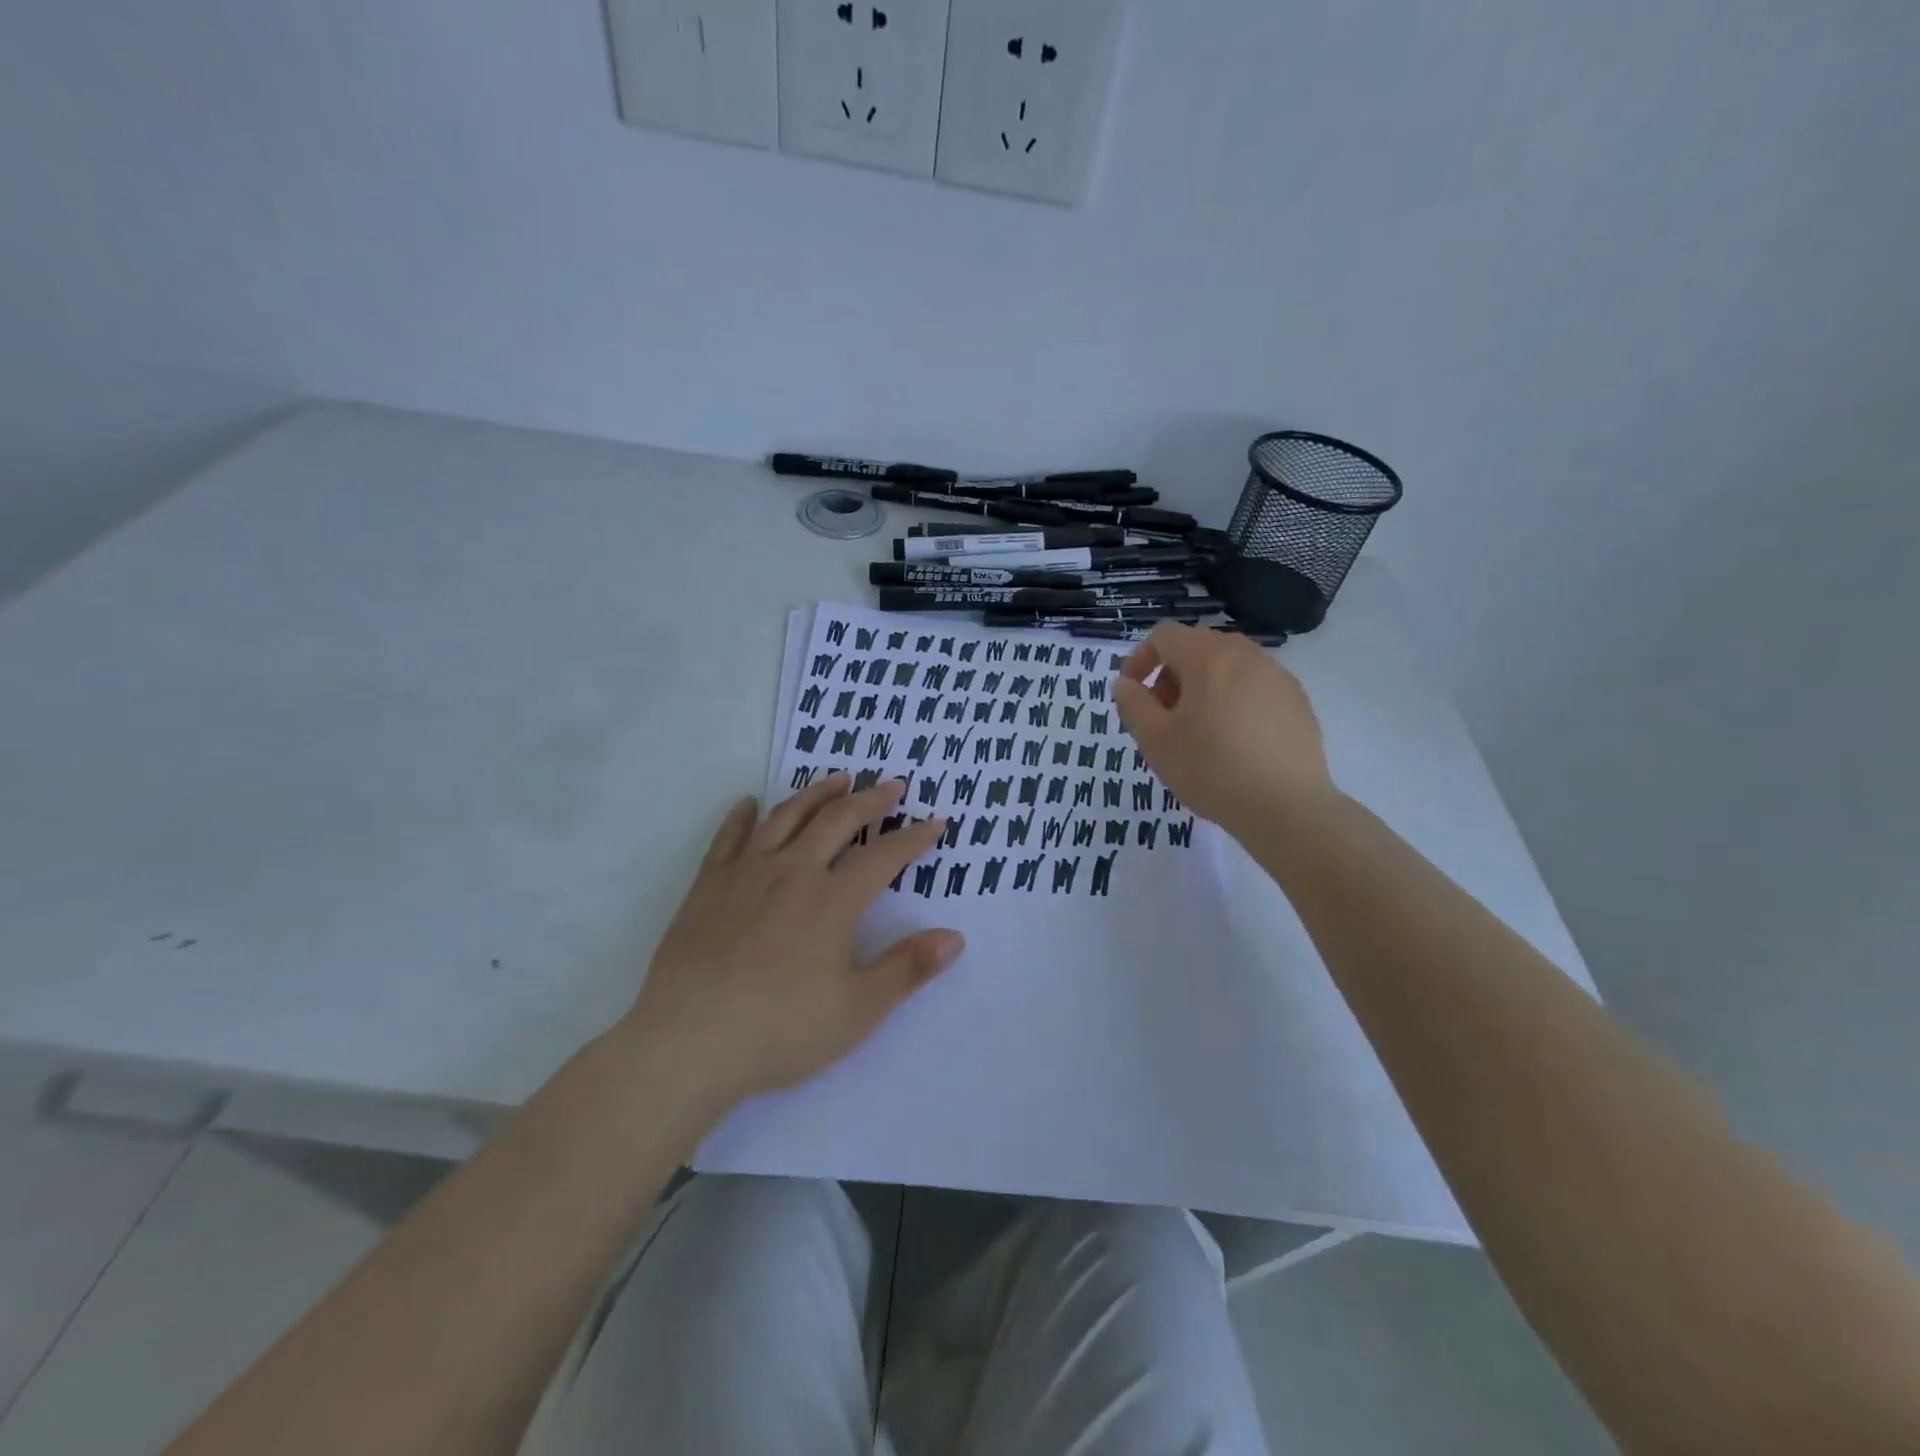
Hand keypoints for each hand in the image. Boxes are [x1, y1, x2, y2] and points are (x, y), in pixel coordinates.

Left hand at [621, 775, 962, 1106]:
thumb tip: (955, 937)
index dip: (914, 838)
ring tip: (837, 779)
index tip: (935, 823)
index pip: (884, 857)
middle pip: (838, 822)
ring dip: (816, 794)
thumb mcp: (858, 1010)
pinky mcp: (707, 887)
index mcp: (832, 901)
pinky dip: (742, 816)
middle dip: (870, 800)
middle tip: (892, 785)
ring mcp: (746, 875)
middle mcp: (792, 873)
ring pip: (786, 818)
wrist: (688, 1043)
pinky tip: (749, 804)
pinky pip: (728, 839)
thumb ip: (908, 969)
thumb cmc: (780, 1031)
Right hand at [1112, 624, 1333, 837]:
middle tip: (1162, 715)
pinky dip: (1234, 700)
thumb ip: (1132, 704)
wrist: (1286, 807)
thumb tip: (1126, 683)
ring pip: (1228, 666)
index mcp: (1208, 657)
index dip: (1140, 659)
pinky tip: (1233, 741)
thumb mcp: (1154, 740)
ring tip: (1198, 730)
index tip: (1132, 693)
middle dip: (1171, 675)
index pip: (1164, 635)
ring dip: (1203, 687)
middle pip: (1197, 647)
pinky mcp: (1297, 701)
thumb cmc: (1210, 769)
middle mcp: (1246, 655)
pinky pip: (1254, 686)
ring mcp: (1277, 676)